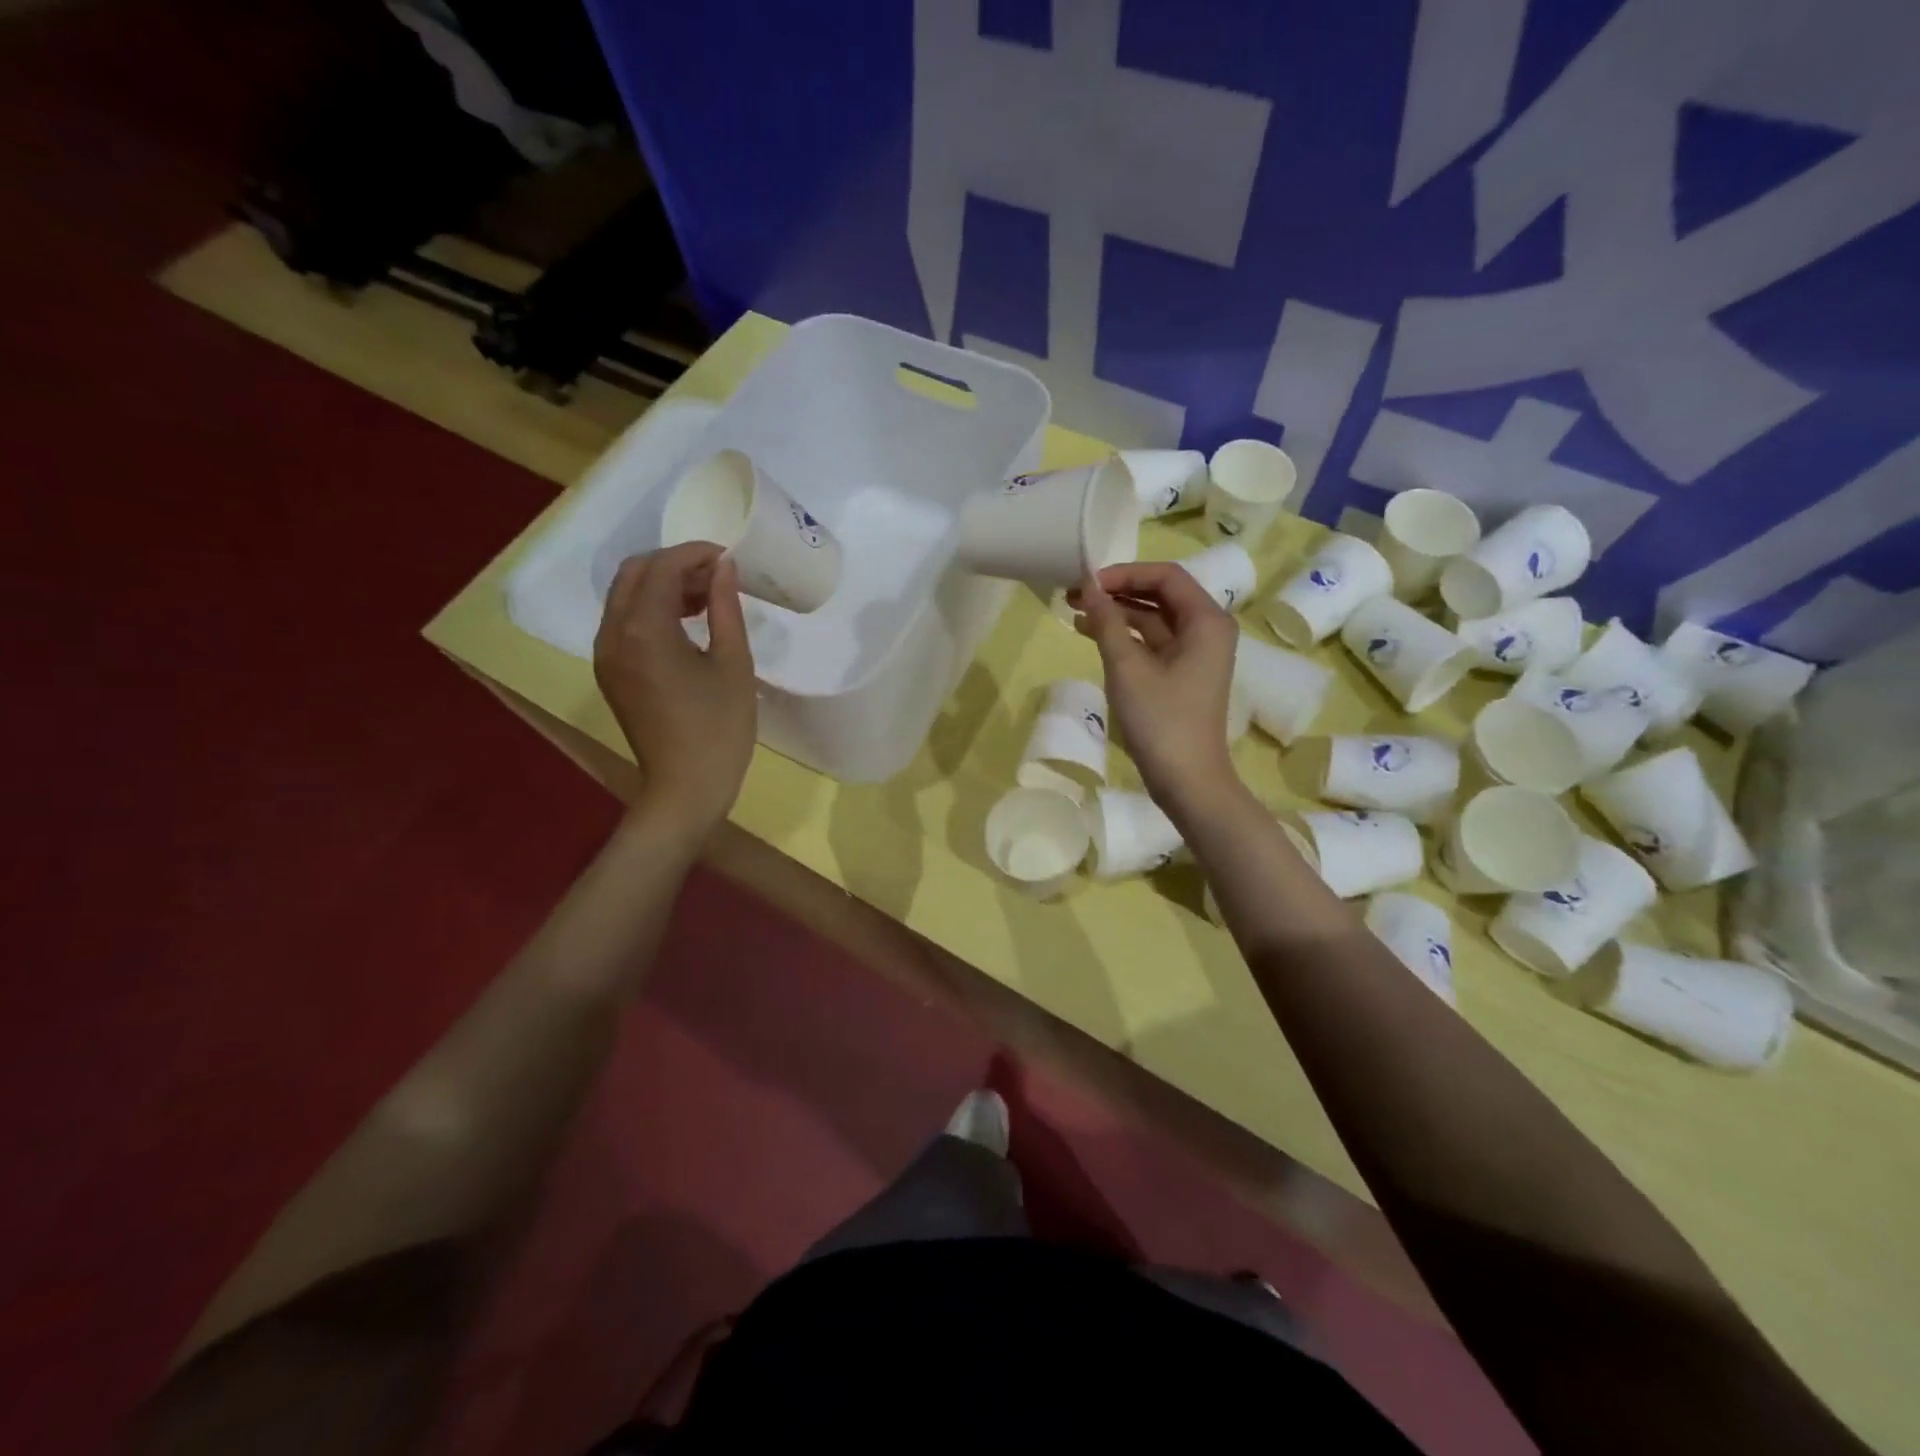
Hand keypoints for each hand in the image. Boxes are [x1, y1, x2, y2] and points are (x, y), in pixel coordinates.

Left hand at [595, 543, 756, 843]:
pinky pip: (623, 622)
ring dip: (661, 585)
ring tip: (706, 598)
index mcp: (645, 630)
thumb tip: (724, 568)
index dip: (696, 554)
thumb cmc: (720, 728)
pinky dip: (650, 610)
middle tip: (716, 576)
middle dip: (674, 564)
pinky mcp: (610, 672)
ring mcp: (605, 654)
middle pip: (634, 573)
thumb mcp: (734, 664)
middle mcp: (614, 634)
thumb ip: (725, 608)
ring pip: (625, 596)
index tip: (729, 558)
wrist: (686, 787)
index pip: (663, 568)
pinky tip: (685, 625)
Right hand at [1069, 562, 1242, 818]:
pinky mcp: (1182, 674)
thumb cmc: (1160, 720)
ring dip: (1117, 614)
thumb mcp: (1127, 667)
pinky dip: (1124, 636)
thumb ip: (1107, 622)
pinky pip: (1152, 642)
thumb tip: (1088, 587)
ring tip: (1075, 613)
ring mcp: (1195, 653)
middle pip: (1160, 595)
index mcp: (1206, 620)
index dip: (1124, 573)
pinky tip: (1091, 636)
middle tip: (1074, 594)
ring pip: (1153, 619)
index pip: (1165, 576)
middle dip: (1118, 592)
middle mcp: (1207, 629)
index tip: (1087, 582)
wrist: (1187, 780)